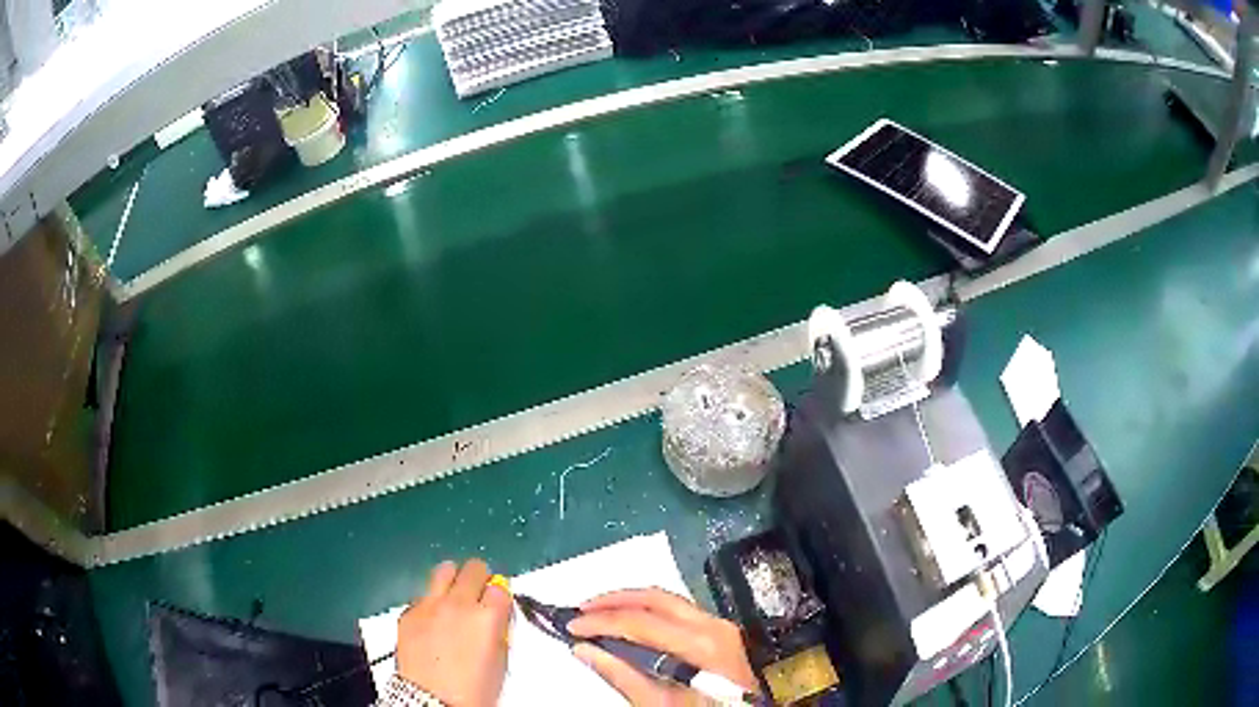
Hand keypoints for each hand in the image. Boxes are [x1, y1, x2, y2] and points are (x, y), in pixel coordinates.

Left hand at [395, 559, 511, 706]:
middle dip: (479, 579)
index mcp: (488, 617)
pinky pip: (423, 595)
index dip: (500, 594)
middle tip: (479, 595)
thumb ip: (499, 629)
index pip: (501, 586)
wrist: (432, 701)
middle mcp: (459, 604)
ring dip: (454, 580)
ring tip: (454, 597)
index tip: (498, 603)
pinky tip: (433, 621)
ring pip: (444, 570)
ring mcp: (429, 605)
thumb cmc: (474, 689)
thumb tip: (496, 616)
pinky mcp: (408, 612)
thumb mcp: (500, 660)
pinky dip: (432, 601)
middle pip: (473, 568)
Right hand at [567, 588, 758, 705]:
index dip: (601, 621)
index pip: (640, 622)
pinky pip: (679, 611)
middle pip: (655, 598)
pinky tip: (630, 621)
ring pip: (667, 600)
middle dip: (613, 601)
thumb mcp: (659, 704)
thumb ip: (622, 675)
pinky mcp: (721, 632)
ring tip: (599, 613)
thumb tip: (586, 650)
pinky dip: (649, 611)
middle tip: (582, 610)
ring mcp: (721, 627)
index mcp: (701, 645)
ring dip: (630, 602)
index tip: (572, 625)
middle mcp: (714, 627)